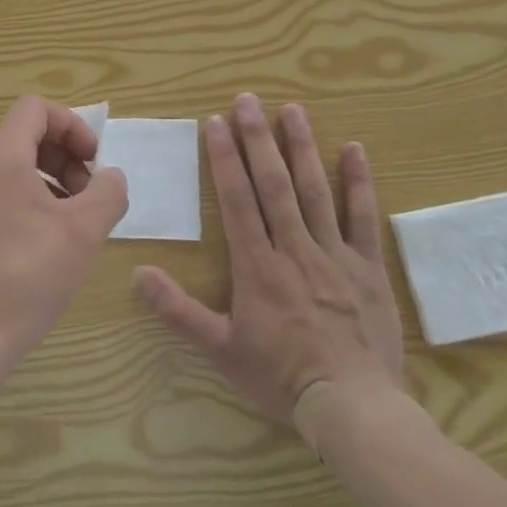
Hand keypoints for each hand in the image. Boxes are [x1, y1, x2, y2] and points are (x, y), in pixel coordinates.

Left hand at [0, 96, 128, 369]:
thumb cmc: (27, 278)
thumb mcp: (84, 232)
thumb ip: (108, 192)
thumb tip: (109, 177)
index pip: (35, 109)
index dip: (72, 125)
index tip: (92, 163)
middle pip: (24, 136)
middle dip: (64, 157)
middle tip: (87, 198)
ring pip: (11, 167)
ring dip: (48, 181)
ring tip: (70, 224)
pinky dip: (25, 200)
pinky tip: (41, 243)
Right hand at [135, 94, 404, 426]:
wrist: (353, 406)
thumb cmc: (281, 378)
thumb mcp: (220, 350)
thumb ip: (178, 311)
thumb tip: (139, 273)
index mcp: (257, 266)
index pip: (237, 200)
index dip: (224, 159)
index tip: (216, 123)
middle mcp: (294, 248)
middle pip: (274, 184)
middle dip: (258, 139)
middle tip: (249, 99)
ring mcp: (334, 254)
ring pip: (315, 191)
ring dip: (301, 147)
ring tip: (292, 109)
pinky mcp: (367, 268)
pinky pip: (363, 218)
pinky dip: (359, 182)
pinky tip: (354, 149)